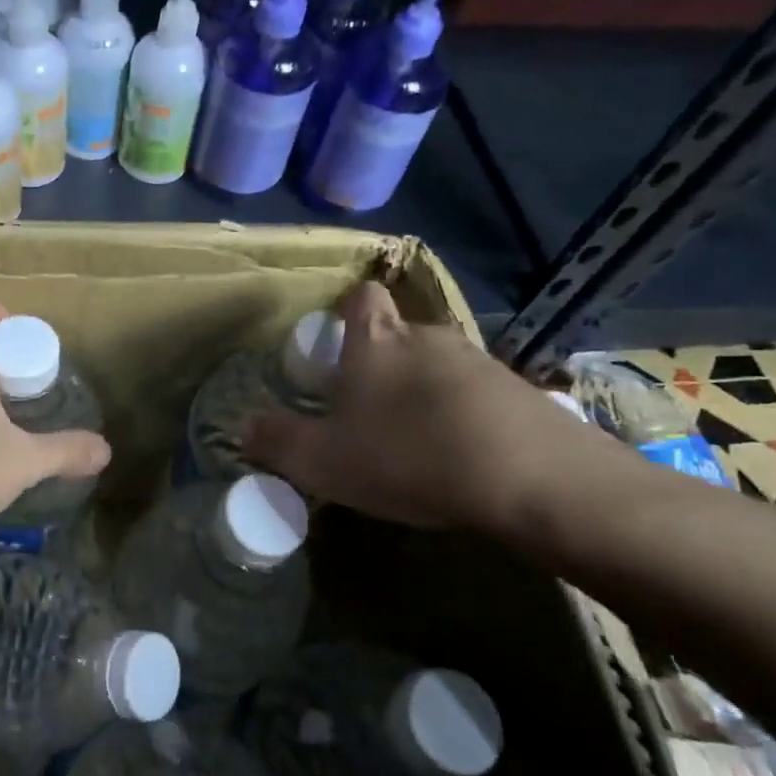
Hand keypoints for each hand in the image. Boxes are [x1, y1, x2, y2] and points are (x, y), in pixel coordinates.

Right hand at [244, 282, 625, 541]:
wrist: (532, 478)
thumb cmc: (408, 455)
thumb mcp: (324, 460)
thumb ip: (278, 442)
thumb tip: (243, 428)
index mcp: (376, 341)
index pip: (361, 297)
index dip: (347, 313)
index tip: (338, 348)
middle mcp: (427, 336)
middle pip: (398, 334)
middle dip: (383, 365)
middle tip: (369, 414)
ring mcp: (479, 360)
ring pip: (438, 366)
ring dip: (424, 393)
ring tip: (417, 444)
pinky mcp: (520, 391)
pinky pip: (478, 394)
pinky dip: (465, 416)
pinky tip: (463, 458)